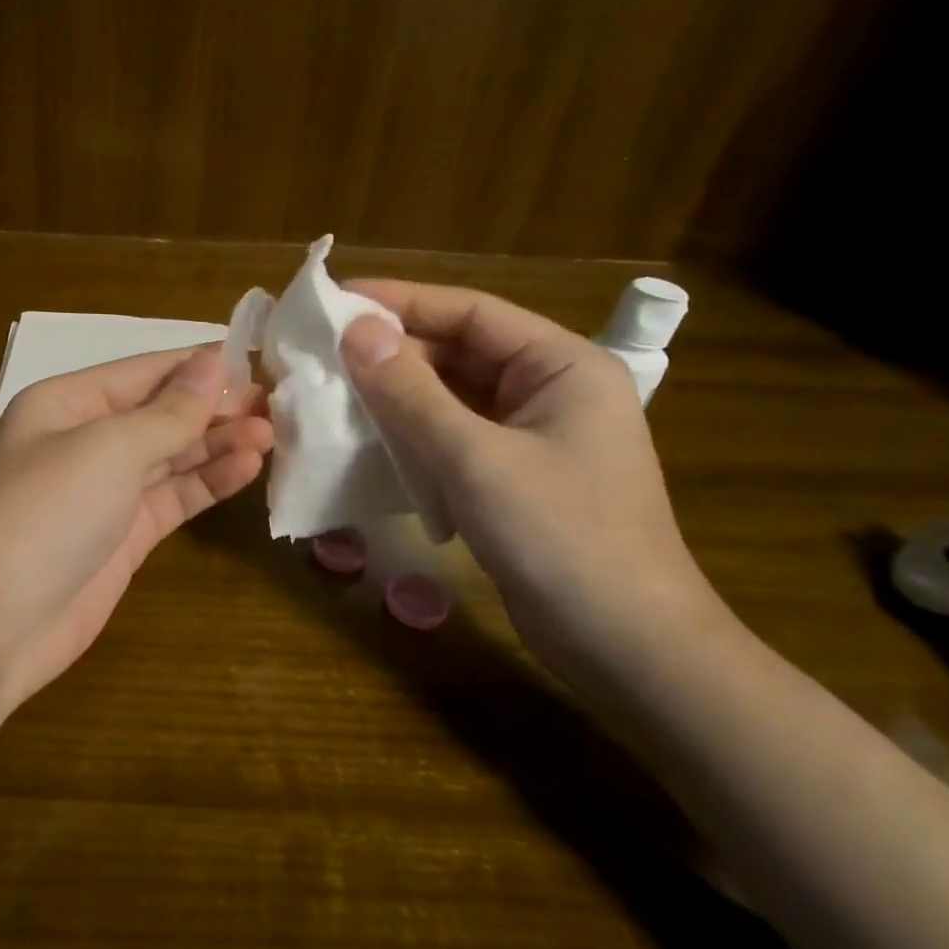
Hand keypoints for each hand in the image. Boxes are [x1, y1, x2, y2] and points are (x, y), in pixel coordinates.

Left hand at [0, 347, 272, 705]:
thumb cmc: (45, 512)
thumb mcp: (108, 448)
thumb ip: (168, 411)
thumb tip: (213, 362)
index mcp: (68, 402)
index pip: (145, 371)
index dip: (198, 366)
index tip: (257, 362)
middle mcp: (86, 439)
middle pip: (161, 413)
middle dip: (214, 408)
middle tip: (275, 407)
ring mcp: (106, 490)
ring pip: (172, 455)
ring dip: (218, 444)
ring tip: (271, 436)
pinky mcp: (125, 535)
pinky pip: (174, 497)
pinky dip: (208, 482)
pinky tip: (247, 469)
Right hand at [338, 280, 716, 679]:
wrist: (626, 648)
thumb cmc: (561, 538)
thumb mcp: (476, 458)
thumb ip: (411, 392)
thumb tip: (355, 330)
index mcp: (562, 365)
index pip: (470, 312)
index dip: (401, 301)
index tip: (336, 301)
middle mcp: (549, 390)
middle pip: (459, 352)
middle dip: (393, 353)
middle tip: (321, 353)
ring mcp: (532, 437)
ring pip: (451, 397)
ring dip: (396, 396)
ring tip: (332, 392)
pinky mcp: (513, 478)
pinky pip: (453, 438)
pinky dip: (412, 435)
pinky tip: (367, 441)